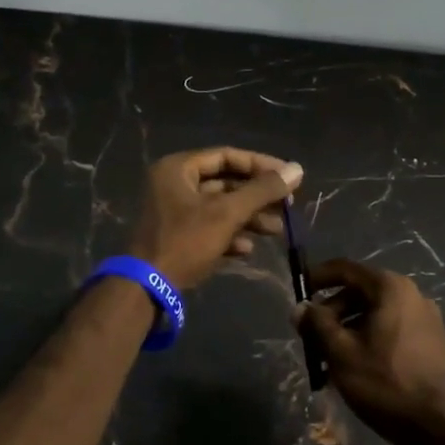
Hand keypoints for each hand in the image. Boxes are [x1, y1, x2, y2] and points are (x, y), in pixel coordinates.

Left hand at [127, 148, 302, 289]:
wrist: (147, 288)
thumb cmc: (185, 241)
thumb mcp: (227, 213)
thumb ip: (262, 190)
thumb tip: (297, 169)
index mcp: (178, 169)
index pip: (227, 156)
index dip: (261, 165)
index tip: (290, 177)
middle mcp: (174, 184)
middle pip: (225, 182)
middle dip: (257, 196)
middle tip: (288, 206)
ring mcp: (174, 212)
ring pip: (220, 207)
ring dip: (249, 218)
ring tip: (277, 230)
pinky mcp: (177, 237)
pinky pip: (209, 228)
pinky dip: (230, 235)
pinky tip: (248, 249)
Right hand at [295, 259, 444, 444]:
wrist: (438, 427)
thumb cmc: (385, 382)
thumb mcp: (341, 352)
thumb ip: (317, 324)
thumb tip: (300, 308)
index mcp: (390, 288)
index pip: (345, 269)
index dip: (317, 277)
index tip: (297, 291)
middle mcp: (411, 294)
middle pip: (360, 292)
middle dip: (331, 312)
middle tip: (310, 337)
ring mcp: (425, 317)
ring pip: (374, 313)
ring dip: (347, 329)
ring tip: (328, 358)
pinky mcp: (431, 340)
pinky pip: (390, 328)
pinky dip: (368, 338)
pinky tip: (354, 366)